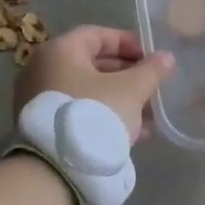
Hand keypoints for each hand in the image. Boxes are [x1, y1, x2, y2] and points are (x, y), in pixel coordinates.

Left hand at [13, 26, 173, 144]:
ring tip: (147, 118)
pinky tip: (130, 134)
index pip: (98, 35)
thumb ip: (151, 70)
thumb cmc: (95, 114)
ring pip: (87, 91)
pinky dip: (102, 115)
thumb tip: (166, 57)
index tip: (151, 58)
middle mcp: (42, 69)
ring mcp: (38, 99)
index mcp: (59, 51)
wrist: (55, 169)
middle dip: (127, 76)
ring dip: (119, 99)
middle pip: (92, 64)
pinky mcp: (41, 126)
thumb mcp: (131, 90)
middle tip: (152, 89)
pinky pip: (78, 111)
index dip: (128, 43)